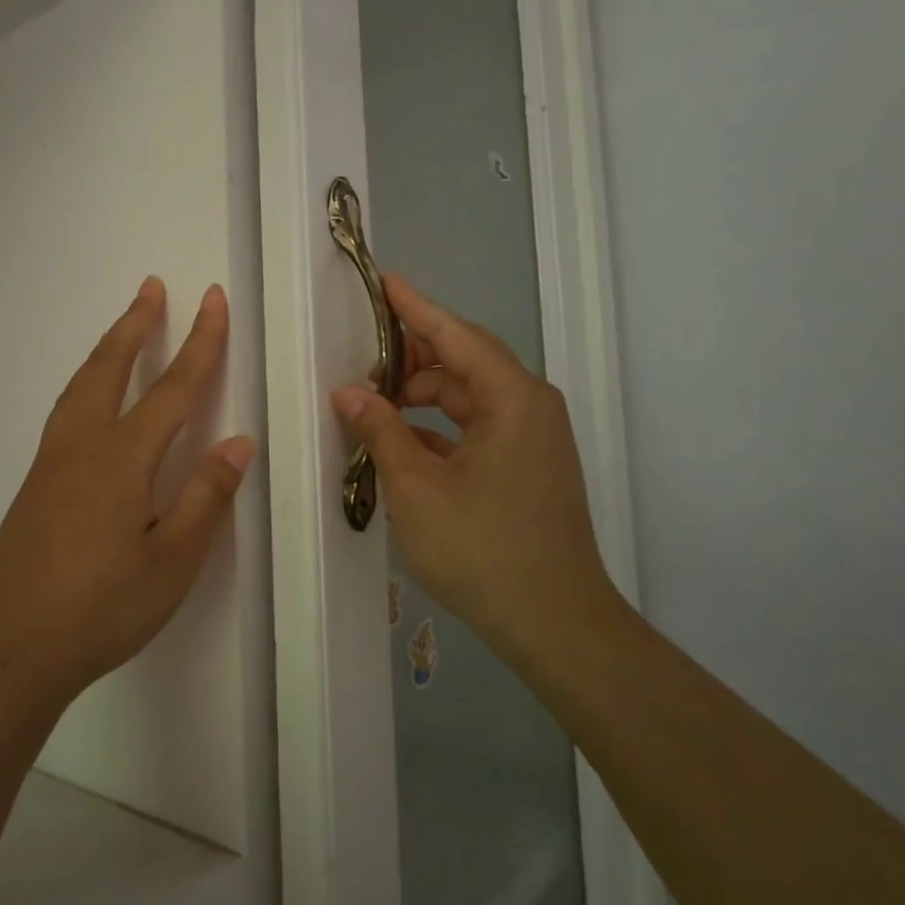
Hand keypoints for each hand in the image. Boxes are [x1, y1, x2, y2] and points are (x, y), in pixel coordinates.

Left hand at [0, 277, 254, 721]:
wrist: (8, 648)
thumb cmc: (101, 609)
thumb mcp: (171, 560)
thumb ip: (206, 495)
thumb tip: (239, 441)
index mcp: (121, 458)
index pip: (172, 388)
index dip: (199, 343)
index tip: (212, 300)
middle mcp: (82, 445)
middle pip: (111, 368)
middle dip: (137, 324)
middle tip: (153, 287)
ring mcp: (51, 462)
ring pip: (82, 385)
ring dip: (108, 348)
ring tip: (126, 327)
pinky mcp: (35, 484)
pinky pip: (66, 410)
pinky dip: (87, 382)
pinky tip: (92, 398)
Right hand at [331, 274, 615, 655]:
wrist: (555, 624)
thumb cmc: (483, 548)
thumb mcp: (416, 486)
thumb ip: (380, 430)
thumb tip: (348, 392)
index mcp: (511, 399)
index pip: (456, 335)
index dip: (415, 307)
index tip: (385, 281)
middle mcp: (529, 407)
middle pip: (463, 363)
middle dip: (412, 358)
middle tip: (362, 364)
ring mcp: (533, 440)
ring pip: (469, 398)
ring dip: (422, 397)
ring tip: (373, 406)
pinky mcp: (528, 468)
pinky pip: (477, 429)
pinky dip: (439, 429)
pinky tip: (402, 443)